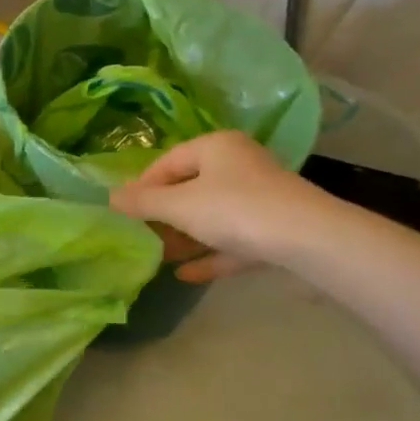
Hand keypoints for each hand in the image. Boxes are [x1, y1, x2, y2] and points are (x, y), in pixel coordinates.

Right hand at [110, 131, 330, 282]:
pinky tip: (185, 274)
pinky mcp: (274, 231)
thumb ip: (143, 202)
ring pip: (212, 216)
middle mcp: (239, 166)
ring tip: (156, 255)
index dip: (142, 186)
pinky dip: (210, 254)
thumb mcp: (179, 205)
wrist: (310, 242)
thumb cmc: (236, 210)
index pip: (167, 162)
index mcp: (216, 147)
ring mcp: (260, 200)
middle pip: (190, 188)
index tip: (123, 212)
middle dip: (163, 214)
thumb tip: (109, 197)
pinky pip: (233, 241)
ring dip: (184, 236)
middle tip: (139, 235)